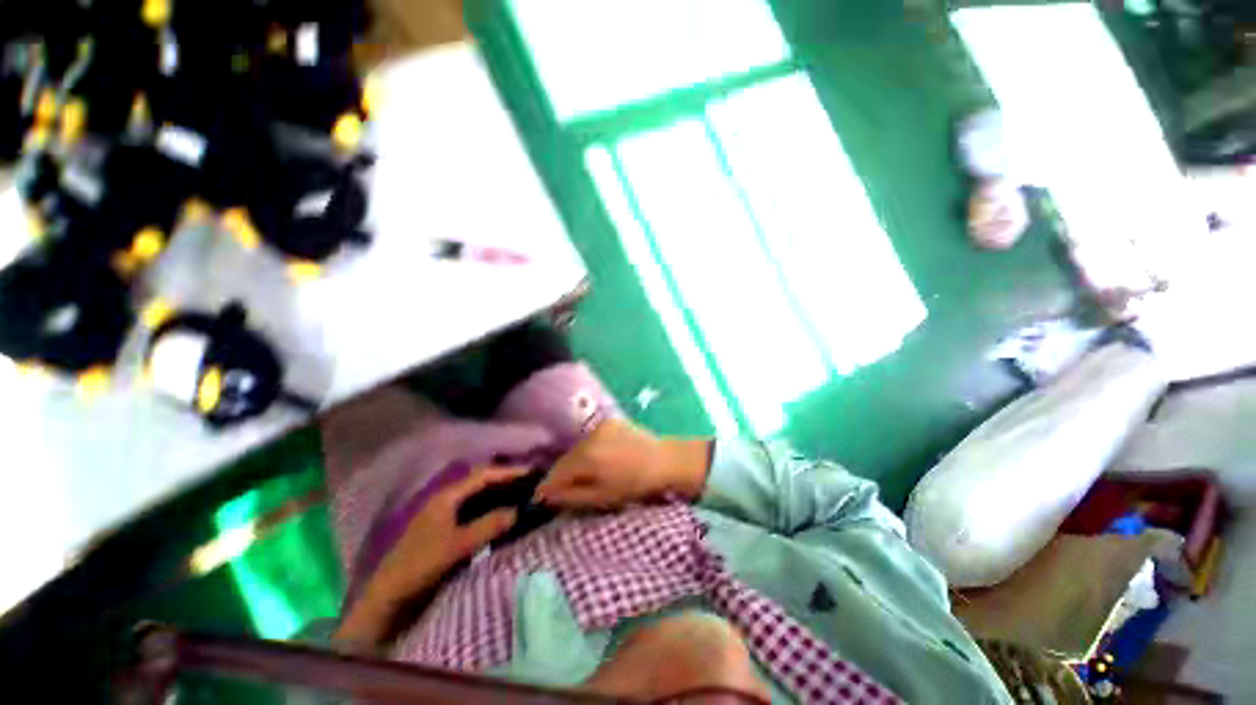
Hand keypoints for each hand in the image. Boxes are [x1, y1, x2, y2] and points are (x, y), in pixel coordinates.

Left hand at [372, 465, 528, 603]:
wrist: (388, 596)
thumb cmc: (419, 565)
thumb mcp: (456, 545)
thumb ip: (489, 526)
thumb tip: (519, 510)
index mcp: (447, 496)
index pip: (483, 476)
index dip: (508, 472)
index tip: (532, 473)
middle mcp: (447, 500)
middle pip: (482, 483)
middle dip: (506, 481)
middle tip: (532, 484)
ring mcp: (446, 515)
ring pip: (479, 497)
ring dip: (500, 495)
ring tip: (523, 497)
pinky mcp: (447, 530)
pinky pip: (476, 512)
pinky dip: (492, 510)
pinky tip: (504, 516)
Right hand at [534, 418, 711, 509]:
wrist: (663, 461)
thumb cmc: (635, 485)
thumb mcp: (602, 498)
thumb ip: (571, 497)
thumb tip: (546, 496)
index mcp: (588, 458)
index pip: (557, 472)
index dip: (546, 487)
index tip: (538, 498)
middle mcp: (590, 437)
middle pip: (566, 458)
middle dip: (562, 474)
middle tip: (560, 489)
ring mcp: (600, 426)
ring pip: (577, 448)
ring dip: (575, 461)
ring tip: (583, 474)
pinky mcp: (609, 421)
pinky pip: (590, 439)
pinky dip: (589, 449)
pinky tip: (598, 458)